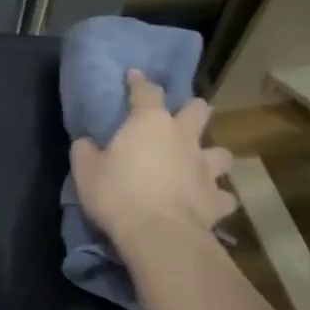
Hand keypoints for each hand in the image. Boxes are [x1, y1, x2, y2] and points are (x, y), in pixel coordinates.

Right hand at [71, 69, 236, 250]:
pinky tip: (210, 204)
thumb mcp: (86, 172)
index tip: (134, 75)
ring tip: (202, 166)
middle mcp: (184, 138)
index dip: (139, 82)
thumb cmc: (117, 194)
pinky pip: (224, 197)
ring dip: (212, 157)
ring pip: (221, 153)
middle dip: (193, 110)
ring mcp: (205, 168)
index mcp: (150, 123)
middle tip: (182, 120)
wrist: (158, 233)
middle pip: (198, 111)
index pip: (146, 91)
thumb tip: (85, 143)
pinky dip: (217, 199)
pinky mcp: (217, 200)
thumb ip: (85, 152)